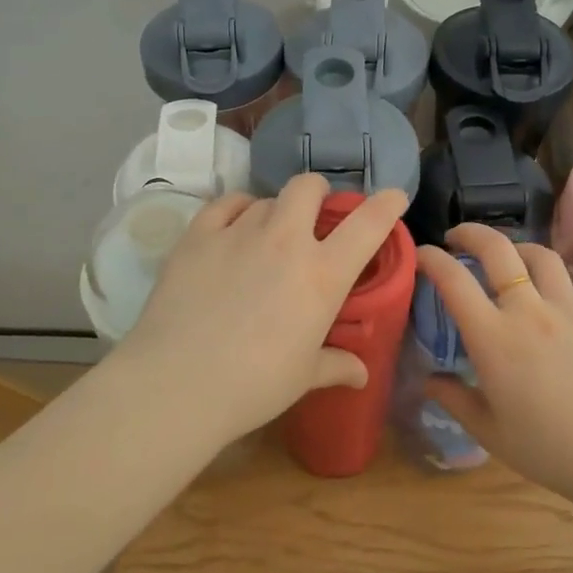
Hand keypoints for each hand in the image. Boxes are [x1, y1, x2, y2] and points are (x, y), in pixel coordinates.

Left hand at [112, 174, 408, 447]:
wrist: (177, 383)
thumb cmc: (253, 385)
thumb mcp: (303, 376)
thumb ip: (336, 365)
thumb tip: (361, 373)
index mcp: (322, 274)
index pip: (368, 225)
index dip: (386, 205)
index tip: (394, 196)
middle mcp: (284, 241)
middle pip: (308, 187)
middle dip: (317, 193)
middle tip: (314, 216)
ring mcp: (238, 232)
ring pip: (266, 199)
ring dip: (274, 212)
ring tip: (266, 237)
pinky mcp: (198, 235)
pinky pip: (224, 203)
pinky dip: (236, 209)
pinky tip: (232, 226)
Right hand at [418, 224, 572, 502]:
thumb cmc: (547, 448)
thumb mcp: (488, 431)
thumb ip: (454, 398)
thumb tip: (431, 379)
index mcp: (493, 338)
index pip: (454, 279)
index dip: (431, 259)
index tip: (421, 254)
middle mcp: (528, 310)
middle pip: (497, 248)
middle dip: (470, 233)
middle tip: (456, 238)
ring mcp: (565, 308)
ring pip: (537, 254)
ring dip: (513, 247)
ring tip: (503, 258)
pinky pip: (563, 278)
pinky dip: (542, 272)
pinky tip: (539, 293)